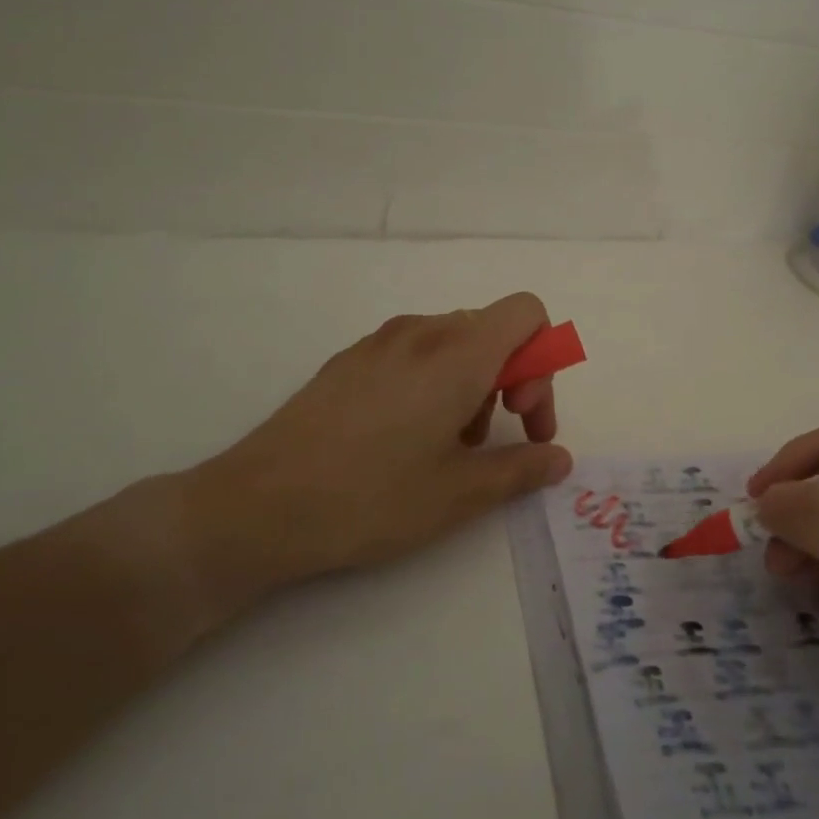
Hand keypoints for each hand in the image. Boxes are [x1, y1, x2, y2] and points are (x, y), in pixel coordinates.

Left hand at [169, 293, 573, 616]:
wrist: (259, 505)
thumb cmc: (371, 498)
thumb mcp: (460, 494)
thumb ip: (521, 468)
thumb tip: (558, 458)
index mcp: (458, 354)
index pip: (526, 313)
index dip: (543, 360)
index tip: (523, 416)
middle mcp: (421, 332)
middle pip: (493, 329)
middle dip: (514, 379)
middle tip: (498, 439)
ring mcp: (379, 342)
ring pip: (453, 342)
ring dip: (473, 384)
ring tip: (450, 446)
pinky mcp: (349, 360)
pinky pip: (414, 353)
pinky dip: (434, 382)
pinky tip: (407, 438)